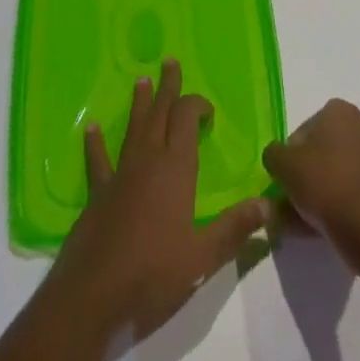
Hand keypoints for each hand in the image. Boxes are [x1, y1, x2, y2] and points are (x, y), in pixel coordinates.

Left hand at [49, 60, 270, 338]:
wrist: (93, 299)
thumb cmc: (153, 276)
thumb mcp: (202, 258)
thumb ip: (234, 229)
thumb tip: (268, 205)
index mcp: (175, 169)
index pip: (186, 119)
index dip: (196, 105)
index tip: (208, 110)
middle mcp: (147, 161)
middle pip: (160, 114)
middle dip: (168, 88)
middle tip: (169, 61)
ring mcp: (120, 176)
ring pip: (133, 130)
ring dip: (139, 105)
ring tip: (141, 80)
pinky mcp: (98, 196)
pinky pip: (98, 163)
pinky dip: (95, 145)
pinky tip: (91, 129)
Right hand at [262, 99, 359, 246]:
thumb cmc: (323, 183)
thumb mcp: (283, 165)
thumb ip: (273, 155)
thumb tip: (276, 158)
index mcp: (339, 110)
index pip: (303, 131)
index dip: (289, 157)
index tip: (283, 181)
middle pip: (321, 154)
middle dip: (304, 178)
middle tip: (288, 204)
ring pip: (336, 176)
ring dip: (317, 196)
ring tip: (298, 225)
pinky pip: (351, 193)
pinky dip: (336, 207)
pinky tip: (319, 230)